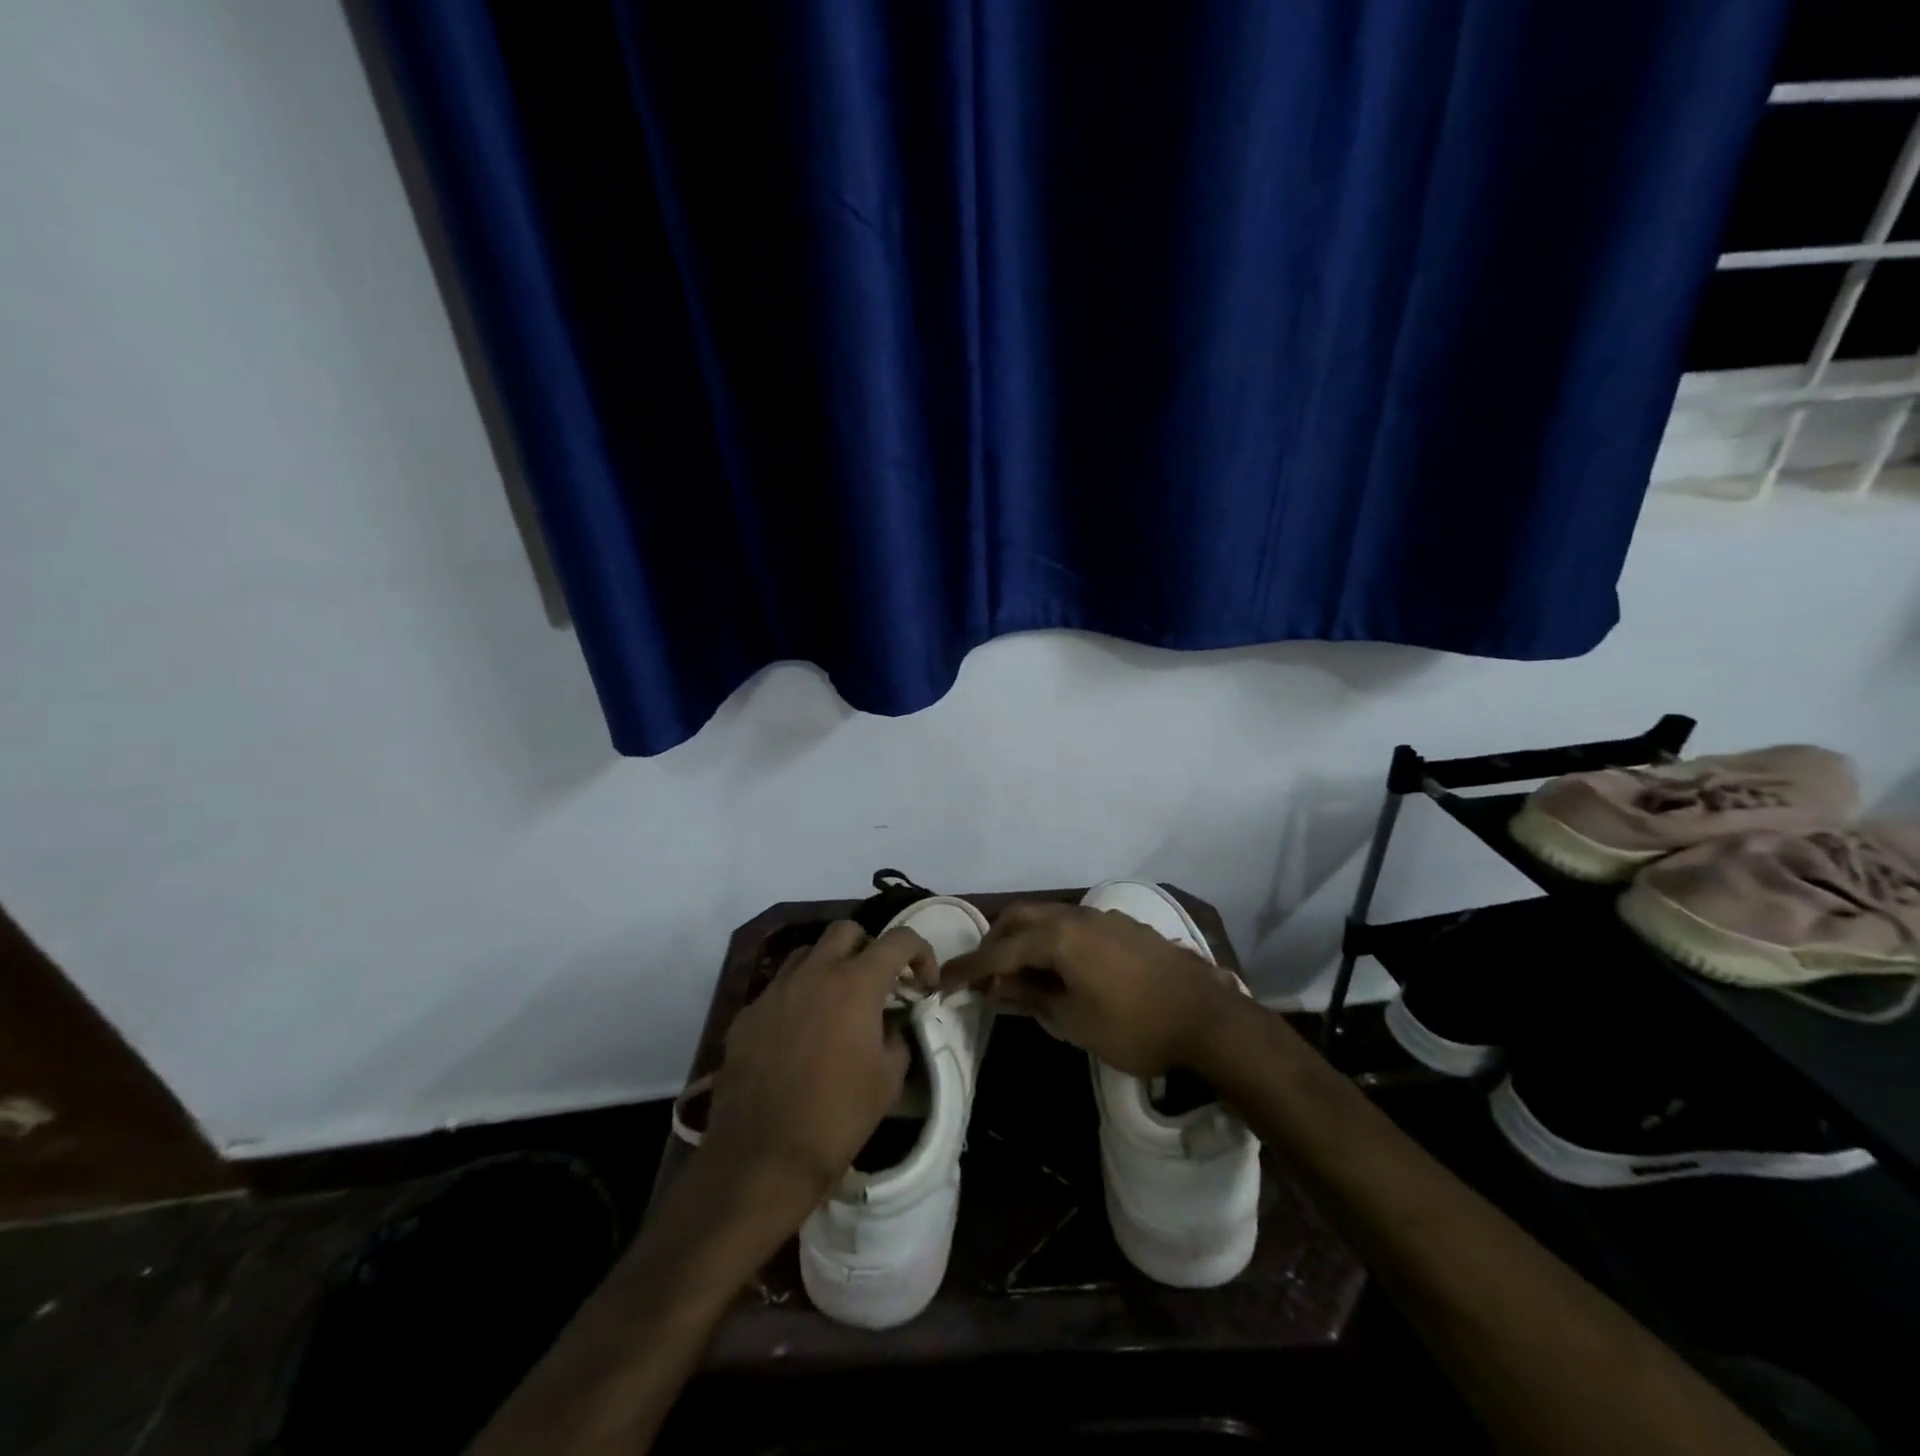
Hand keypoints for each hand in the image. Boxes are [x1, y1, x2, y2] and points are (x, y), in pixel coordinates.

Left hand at [699, 921, 935, 1220]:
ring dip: (830, 965)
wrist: (763, 1159)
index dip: (921, 953)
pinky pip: (779, 988)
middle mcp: (814, 973)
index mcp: (856, 983)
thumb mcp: (889, 1078)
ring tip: (837, 1001)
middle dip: (870, 948)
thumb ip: (896, 1035)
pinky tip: (800, 1033)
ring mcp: (775, 991)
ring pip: (808, 953)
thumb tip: (890, 1022)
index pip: (898, 940)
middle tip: (879, 984)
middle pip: (847, 931)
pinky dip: (798, 996)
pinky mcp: (748, 1014)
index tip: (925, 983)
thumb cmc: (838, 1117)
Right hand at [940, 901, 1239, 1077]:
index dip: (968, 968)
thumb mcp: (1073, 1021)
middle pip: (1021, 918)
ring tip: (1019, 975)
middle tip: (983, 975)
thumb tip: (1000, 985)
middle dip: (995, 942)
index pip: (1000, 950)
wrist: (1208, 1018)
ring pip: (1049, 918)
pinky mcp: (1124, 927)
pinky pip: (1074, 926)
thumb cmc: (1134, 1026)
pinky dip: (1053, 941)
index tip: (942, 981)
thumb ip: (1031, 996)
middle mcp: (1077, 916)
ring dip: (1025, 940)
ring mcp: (1103, 917)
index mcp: (1058, 936)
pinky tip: (1061, 969)